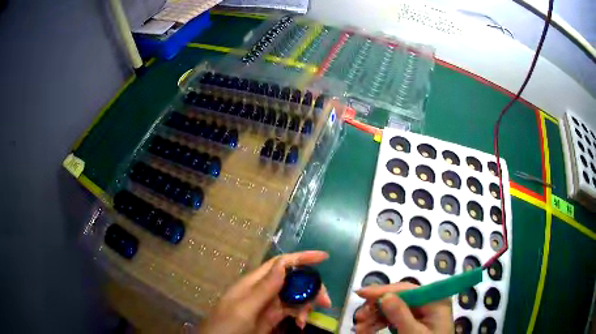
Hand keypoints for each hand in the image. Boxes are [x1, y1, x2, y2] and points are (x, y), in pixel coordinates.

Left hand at [198, 251, 331, 333]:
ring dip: (306, 305)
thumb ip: (263, 289)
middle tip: (325, 302)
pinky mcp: (271, 318)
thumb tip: (283, 264)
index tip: (324, 257)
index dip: (302, 258)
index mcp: (253, 283)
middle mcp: (262, 291)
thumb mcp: (243, 309)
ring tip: (306, 320)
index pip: (280, 264)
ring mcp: (267, 306)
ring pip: (294, 297)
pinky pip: (291, 312)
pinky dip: (299, 316)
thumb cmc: (226, 326)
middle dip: (310, 287)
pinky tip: (301, 325)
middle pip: (292, 280)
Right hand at [353, 282, 452, 333]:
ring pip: (393, 309)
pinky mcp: (413, 322)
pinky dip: (379, 323)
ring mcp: (420, 313)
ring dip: (374, 317)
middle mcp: (427, 303)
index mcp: (434, 301)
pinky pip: (393, 318)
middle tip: (359, 317)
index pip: (407, 289)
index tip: (361, 294)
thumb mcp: (413, 333)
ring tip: (360, 328)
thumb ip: (401, 315)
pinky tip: (367, 330)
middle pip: (398, 298)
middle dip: (376, 308)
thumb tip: (384, 296)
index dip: (384, 290)